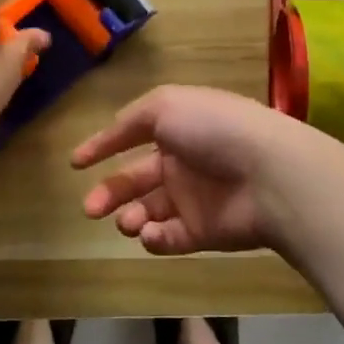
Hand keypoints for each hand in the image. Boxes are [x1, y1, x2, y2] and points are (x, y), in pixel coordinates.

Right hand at [72, 85, 331, 254]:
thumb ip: (131, 120)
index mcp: (177, 126)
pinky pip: (169, 237)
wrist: (267, 174)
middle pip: (136, 179)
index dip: (104, 145)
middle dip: (109, 193)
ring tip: (126, 221)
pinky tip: (149, 233)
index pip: (133, 134)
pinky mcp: (203, 231)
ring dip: (130, 216)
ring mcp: (193, 197)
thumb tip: (109, 134)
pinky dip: (154, 238)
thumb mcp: (165, 105)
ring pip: (149, 210)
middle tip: (90, 208)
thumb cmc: (213, 129)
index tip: (76, 163)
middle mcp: (183, 160)